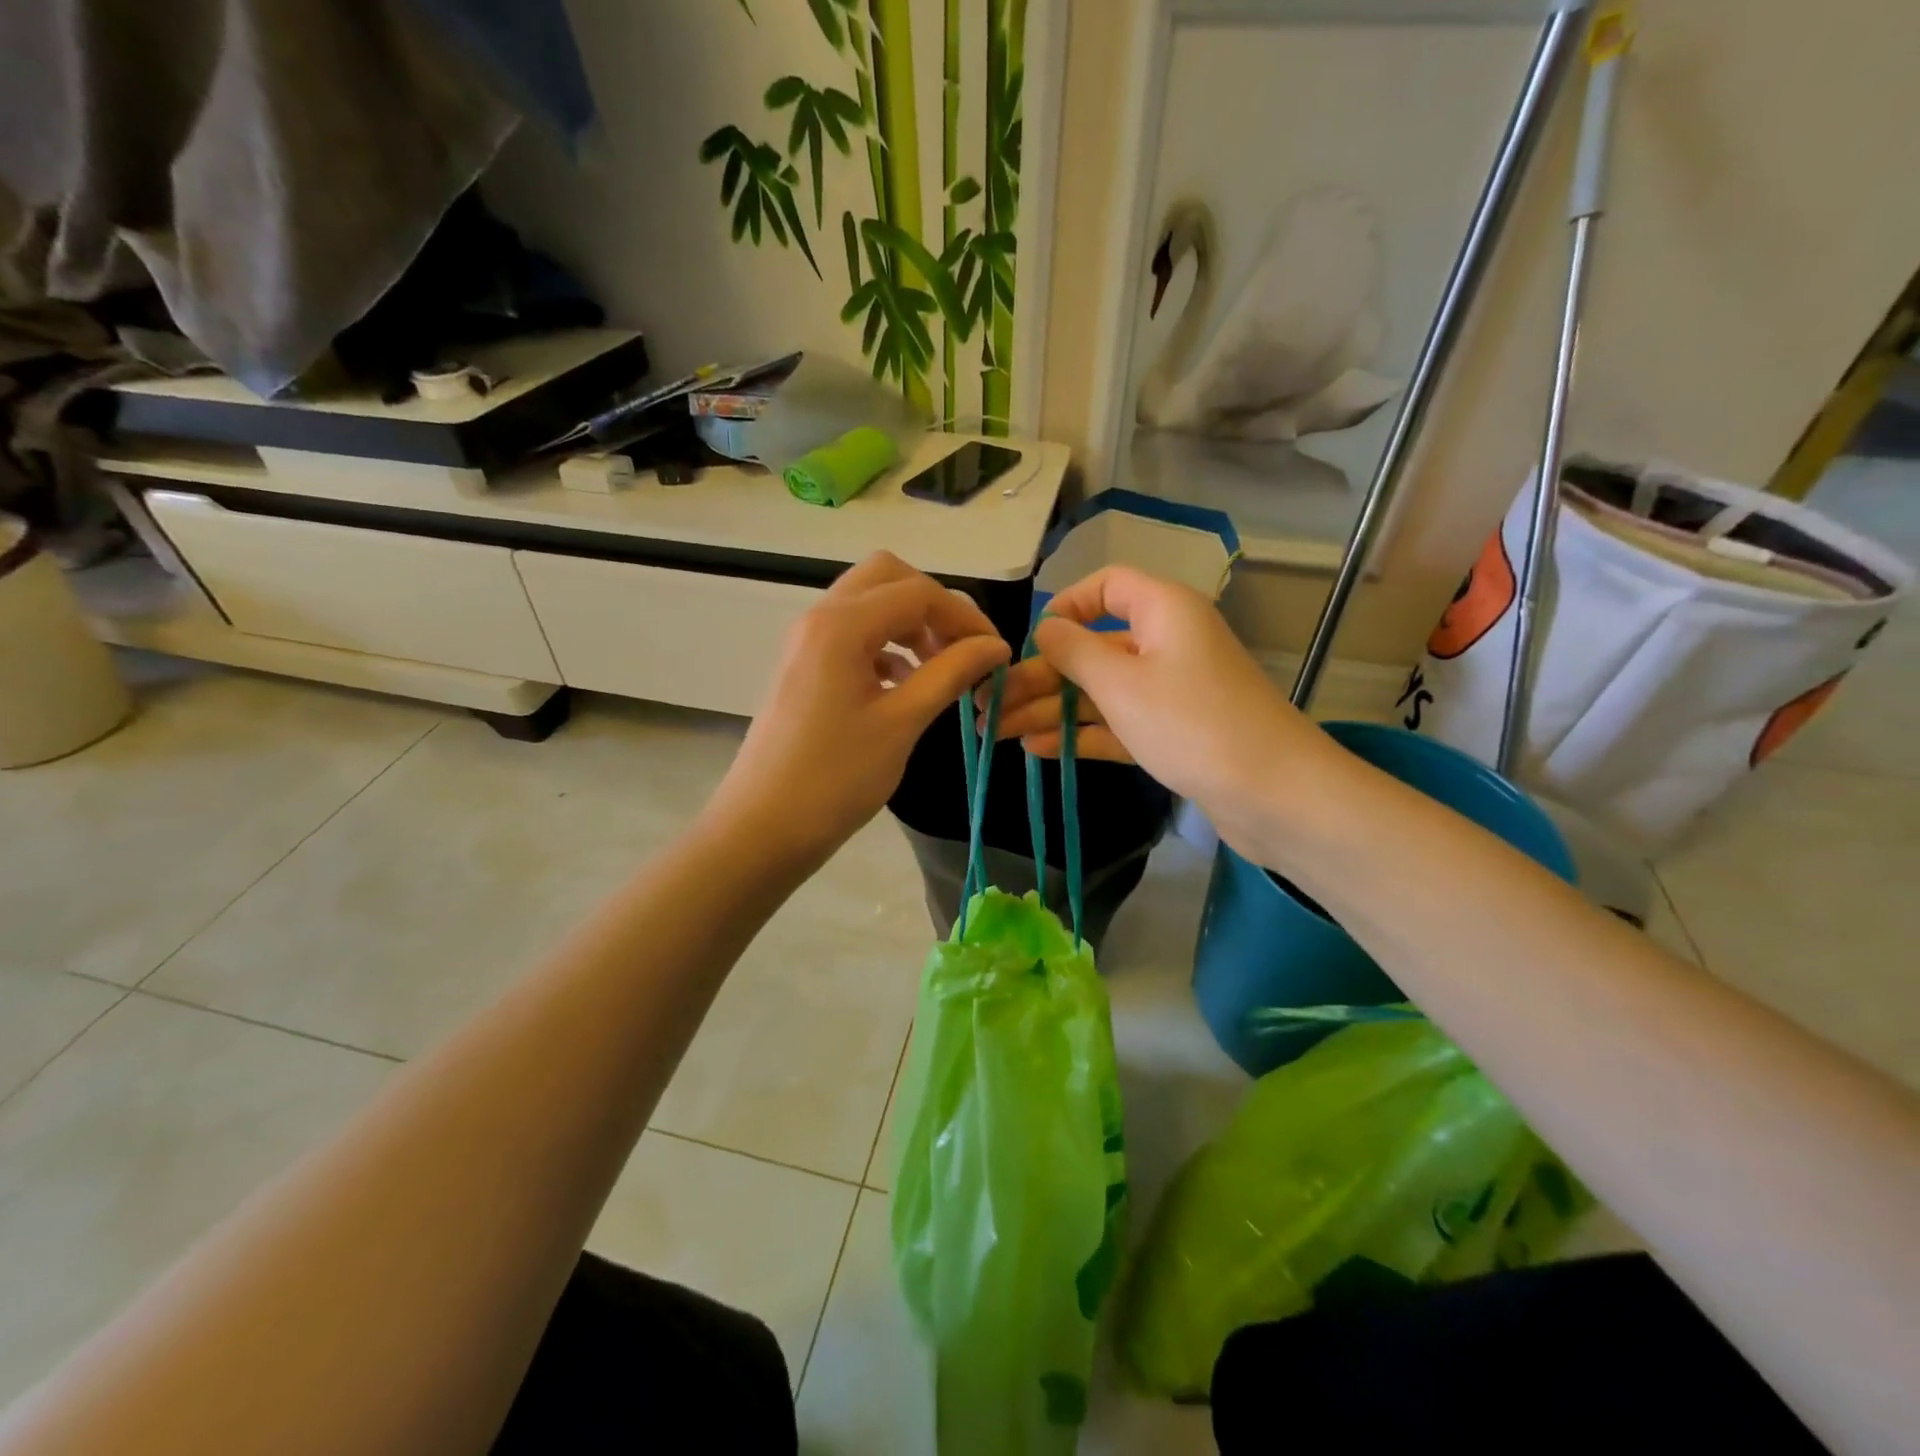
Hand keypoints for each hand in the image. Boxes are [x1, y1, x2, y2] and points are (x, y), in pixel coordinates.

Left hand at [707, 552, 1008, 871]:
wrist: (763, 827)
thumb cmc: (835, 778)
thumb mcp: (902, 723)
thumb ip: (950, 673)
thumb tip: (996, 645)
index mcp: (841, 625)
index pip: (917, 592)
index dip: (964, 617)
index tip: (996, 653)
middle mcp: (820, 618)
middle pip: (887, 578)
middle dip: (932, 605)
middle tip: (961, 649)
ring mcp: (807, 642)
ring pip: (868, 604)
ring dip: (909, 624)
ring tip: (940, 668)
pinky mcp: (805, 667)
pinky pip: (853, 635)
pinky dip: (886, 646)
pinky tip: (905, 684)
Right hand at [989, 566, 1335, 862]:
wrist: (1273, 794)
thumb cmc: (1192, 723)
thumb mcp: (1121, 683)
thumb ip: (1074, 652)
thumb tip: (1045, 627)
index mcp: (1163, 610)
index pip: (1106, 587)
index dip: (1064, 607)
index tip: (1027, 641)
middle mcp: (1167, 643)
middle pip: (1092, 649)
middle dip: (1039, 678)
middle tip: (989, 708)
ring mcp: (1171, 691)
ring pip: (1101, 691)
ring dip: (1051, 710)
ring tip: (998, 735)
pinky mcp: (1174, 733)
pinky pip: (1118, 724)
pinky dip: (1081, 734)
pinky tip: (1038, 749)